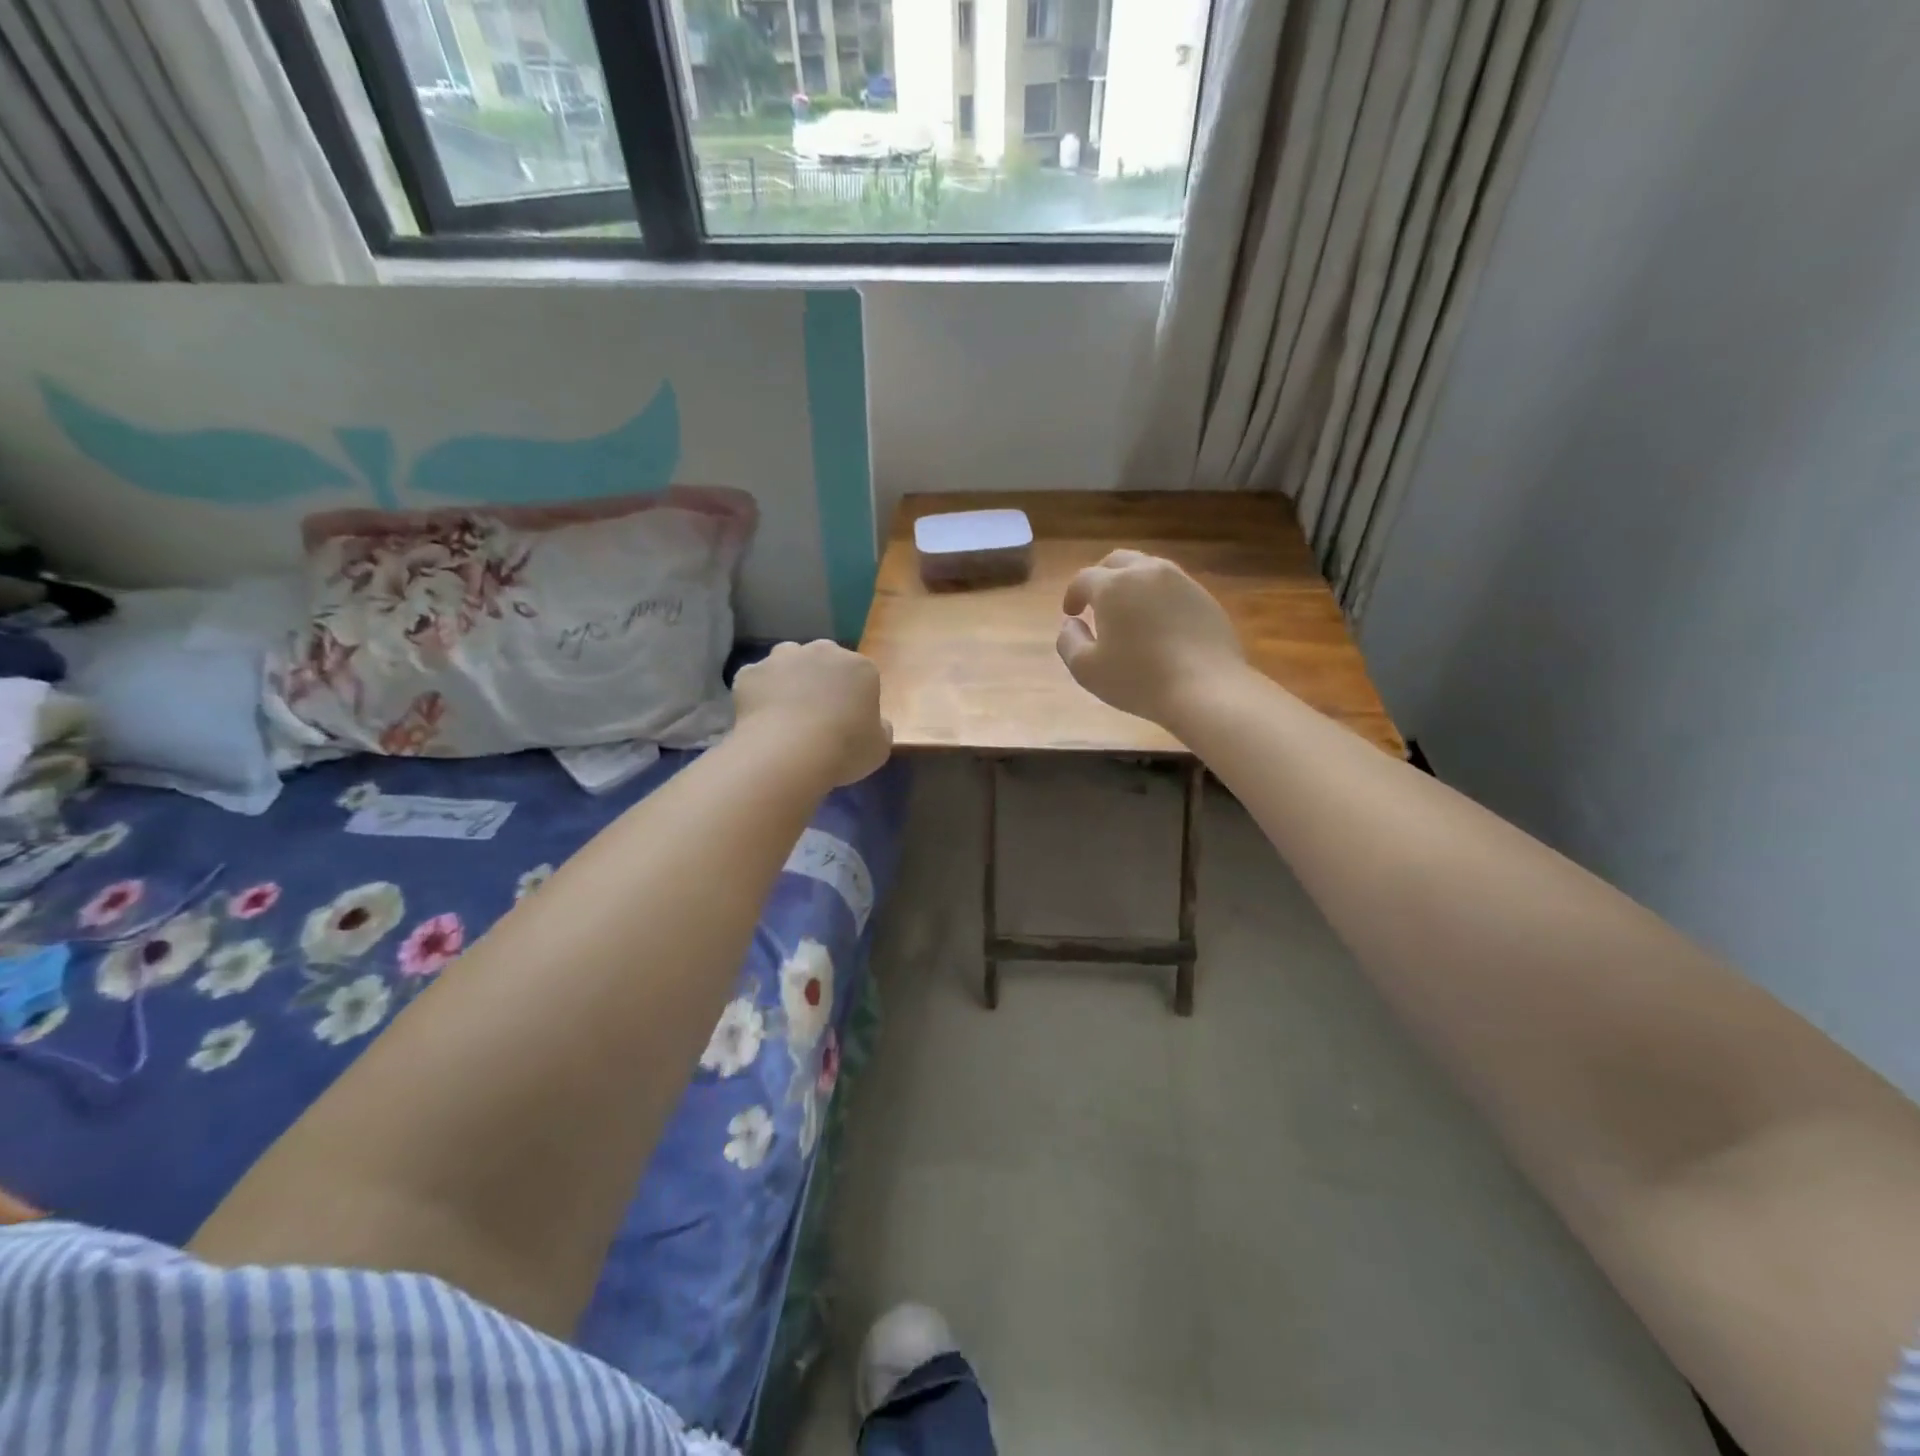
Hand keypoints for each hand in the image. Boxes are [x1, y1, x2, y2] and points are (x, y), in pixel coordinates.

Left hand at [732, 640, 892, 786]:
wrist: (788, 753)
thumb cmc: (844, 749)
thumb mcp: (879, 748)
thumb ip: (880, 729)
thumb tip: (875, 723)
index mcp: (860, 667)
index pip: (862, 675)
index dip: (855, 698)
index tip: (848, 722)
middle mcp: (822, 651)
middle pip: (823, 660)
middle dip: (821, 680)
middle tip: (817, 714)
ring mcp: (782, 658)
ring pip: (787, 661)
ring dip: (788, 678)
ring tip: (786, 712)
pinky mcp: (750, 672)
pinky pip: (756, 680)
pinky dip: (758, 693)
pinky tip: (760, 718)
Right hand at [1056, 549, 1246, 727]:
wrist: (1206, 689)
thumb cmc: (1139, 680)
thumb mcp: (1086, 669)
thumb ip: (1069, 641)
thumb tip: (1071, 624)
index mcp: (1113, 586)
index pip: (1084, 578)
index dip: (1073, 594)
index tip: (1071, 613)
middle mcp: (1147, 572)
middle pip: (1118, 561)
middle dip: (1102, 577)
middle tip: (1096, 601)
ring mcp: (1181, 582)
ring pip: (1149, 570)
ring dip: (1132, 584)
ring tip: (1129, 611)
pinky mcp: (1205, 598)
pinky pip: (1174, 588)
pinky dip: (1159, 598)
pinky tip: (1159, 625)